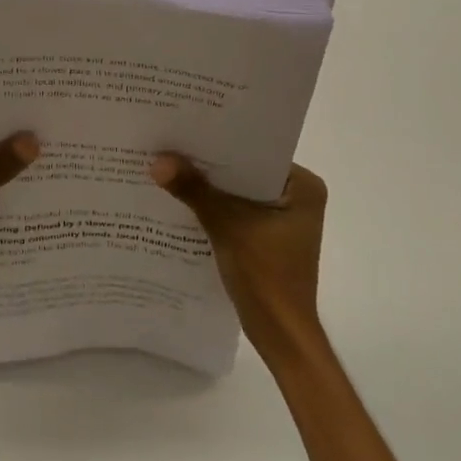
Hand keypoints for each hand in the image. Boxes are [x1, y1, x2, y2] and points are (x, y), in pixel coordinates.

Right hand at [151, 155, 327, 356]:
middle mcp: (296, 197)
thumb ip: (194, 190)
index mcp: (303, 186)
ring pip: (236, 193)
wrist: (280, 333)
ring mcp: (281, 219)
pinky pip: (234, 212)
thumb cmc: (266, 275)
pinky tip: (179, 201)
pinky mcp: (265, 238)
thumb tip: (158, 160)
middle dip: (208, 164)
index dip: (219, 141)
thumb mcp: (227, 225)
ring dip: (206, 188)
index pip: (255, 151)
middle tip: (168, 145)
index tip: (185, 127)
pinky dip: (211, 209)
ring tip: (167, 168)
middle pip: (243, 172)